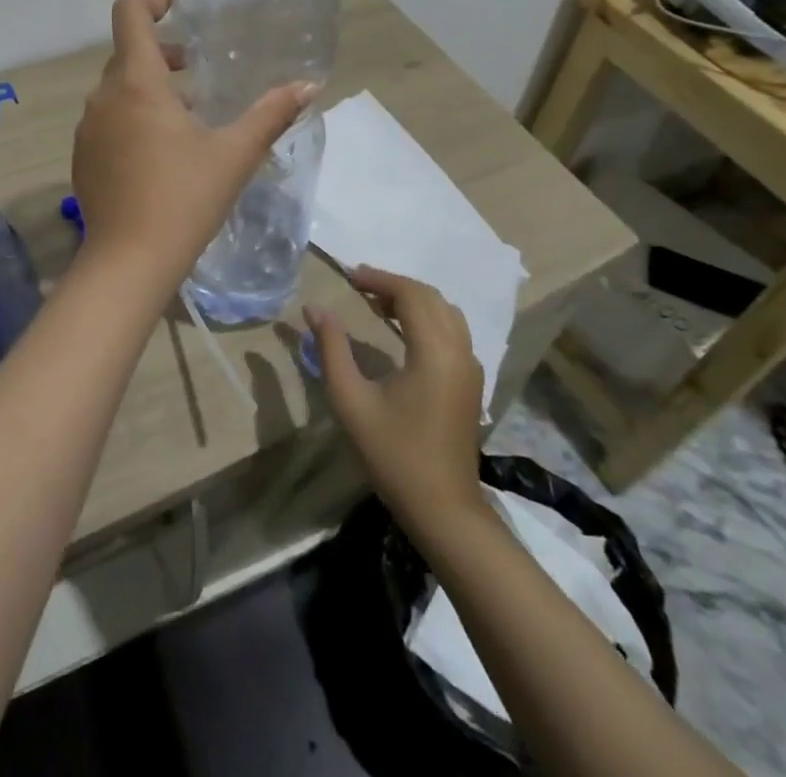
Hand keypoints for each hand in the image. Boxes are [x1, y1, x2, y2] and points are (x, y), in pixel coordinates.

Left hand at [71, 0, 313, 295]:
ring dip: (148, 87)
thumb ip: (271, 114)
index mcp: (138, 83)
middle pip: (127, 53)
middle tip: (197, 66)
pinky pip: (106, 119)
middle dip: (162, 51)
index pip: (129, 15)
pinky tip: (159, 150)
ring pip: (116, 89)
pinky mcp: (82, 156)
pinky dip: (130, 116)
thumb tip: (309, 86)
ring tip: (186, 113)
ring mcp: (88, 128)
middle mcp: (104, 97)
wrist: (129, 260)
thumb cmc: (185, 199)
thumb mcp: (234, 154)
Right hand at [307, 267, 484, 529]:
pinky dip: (427, 318)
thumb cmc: (394, 454)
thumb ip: (331, 348)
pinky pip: (453, 332)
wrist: (444, 510)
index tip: (347, 276)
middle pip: (431, 298)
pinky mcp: (470, 384)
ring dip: (413, 300)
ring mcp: (470, 369)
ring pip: (446, 313)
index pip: (411, 294)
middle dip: (394, 285)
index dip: (379, 278)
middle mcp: (460, 351)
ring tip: (377, 304)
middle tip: (358, 285)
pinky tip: (402, 332)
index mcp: (434, 351)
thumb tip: (314, 308)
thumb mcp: (351, 400)